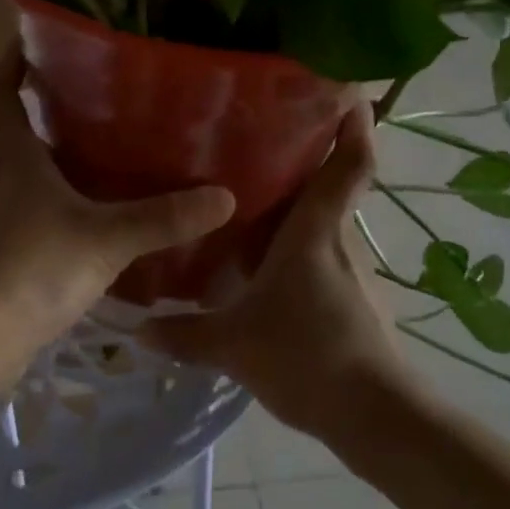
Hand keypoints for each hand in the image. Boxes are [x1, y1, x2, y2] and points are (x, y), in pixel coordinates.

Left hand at [0, 49, 236, 383]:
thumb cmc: (28, 270)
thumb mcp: (104, 239)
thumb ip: (162, 218)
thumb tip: (224, 196)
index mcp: (13, 159)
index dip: (10, 61)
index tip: (35, 39)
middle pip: (14, 134)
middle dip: (45, 112)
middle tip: (98, 101)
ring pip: (25, 180)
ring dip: (55, 166)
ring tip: (107, 160)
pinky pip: (31, 221)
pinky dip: (58, 212)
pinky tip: (94, 227)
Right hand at [144, 107, 399, 441]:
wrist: (372, 416)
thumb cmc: (305, 356)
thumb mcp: (232, 345)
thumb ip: (183, 333)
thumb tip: (137, 329)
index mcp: (315, 232)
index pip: (348, 165)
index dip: (354, 125)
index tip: (349, 93)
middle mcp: (338, 242)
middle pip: (328, 190)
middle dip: (302, 165)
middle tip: (255, 146)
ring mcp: (351, 274)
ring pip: (321, 228)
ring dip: (293, 216)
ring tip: (247, 209)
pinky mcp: (354, 303)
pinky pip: (321, 261)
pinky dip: (296, 254)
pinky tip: (264, 272)